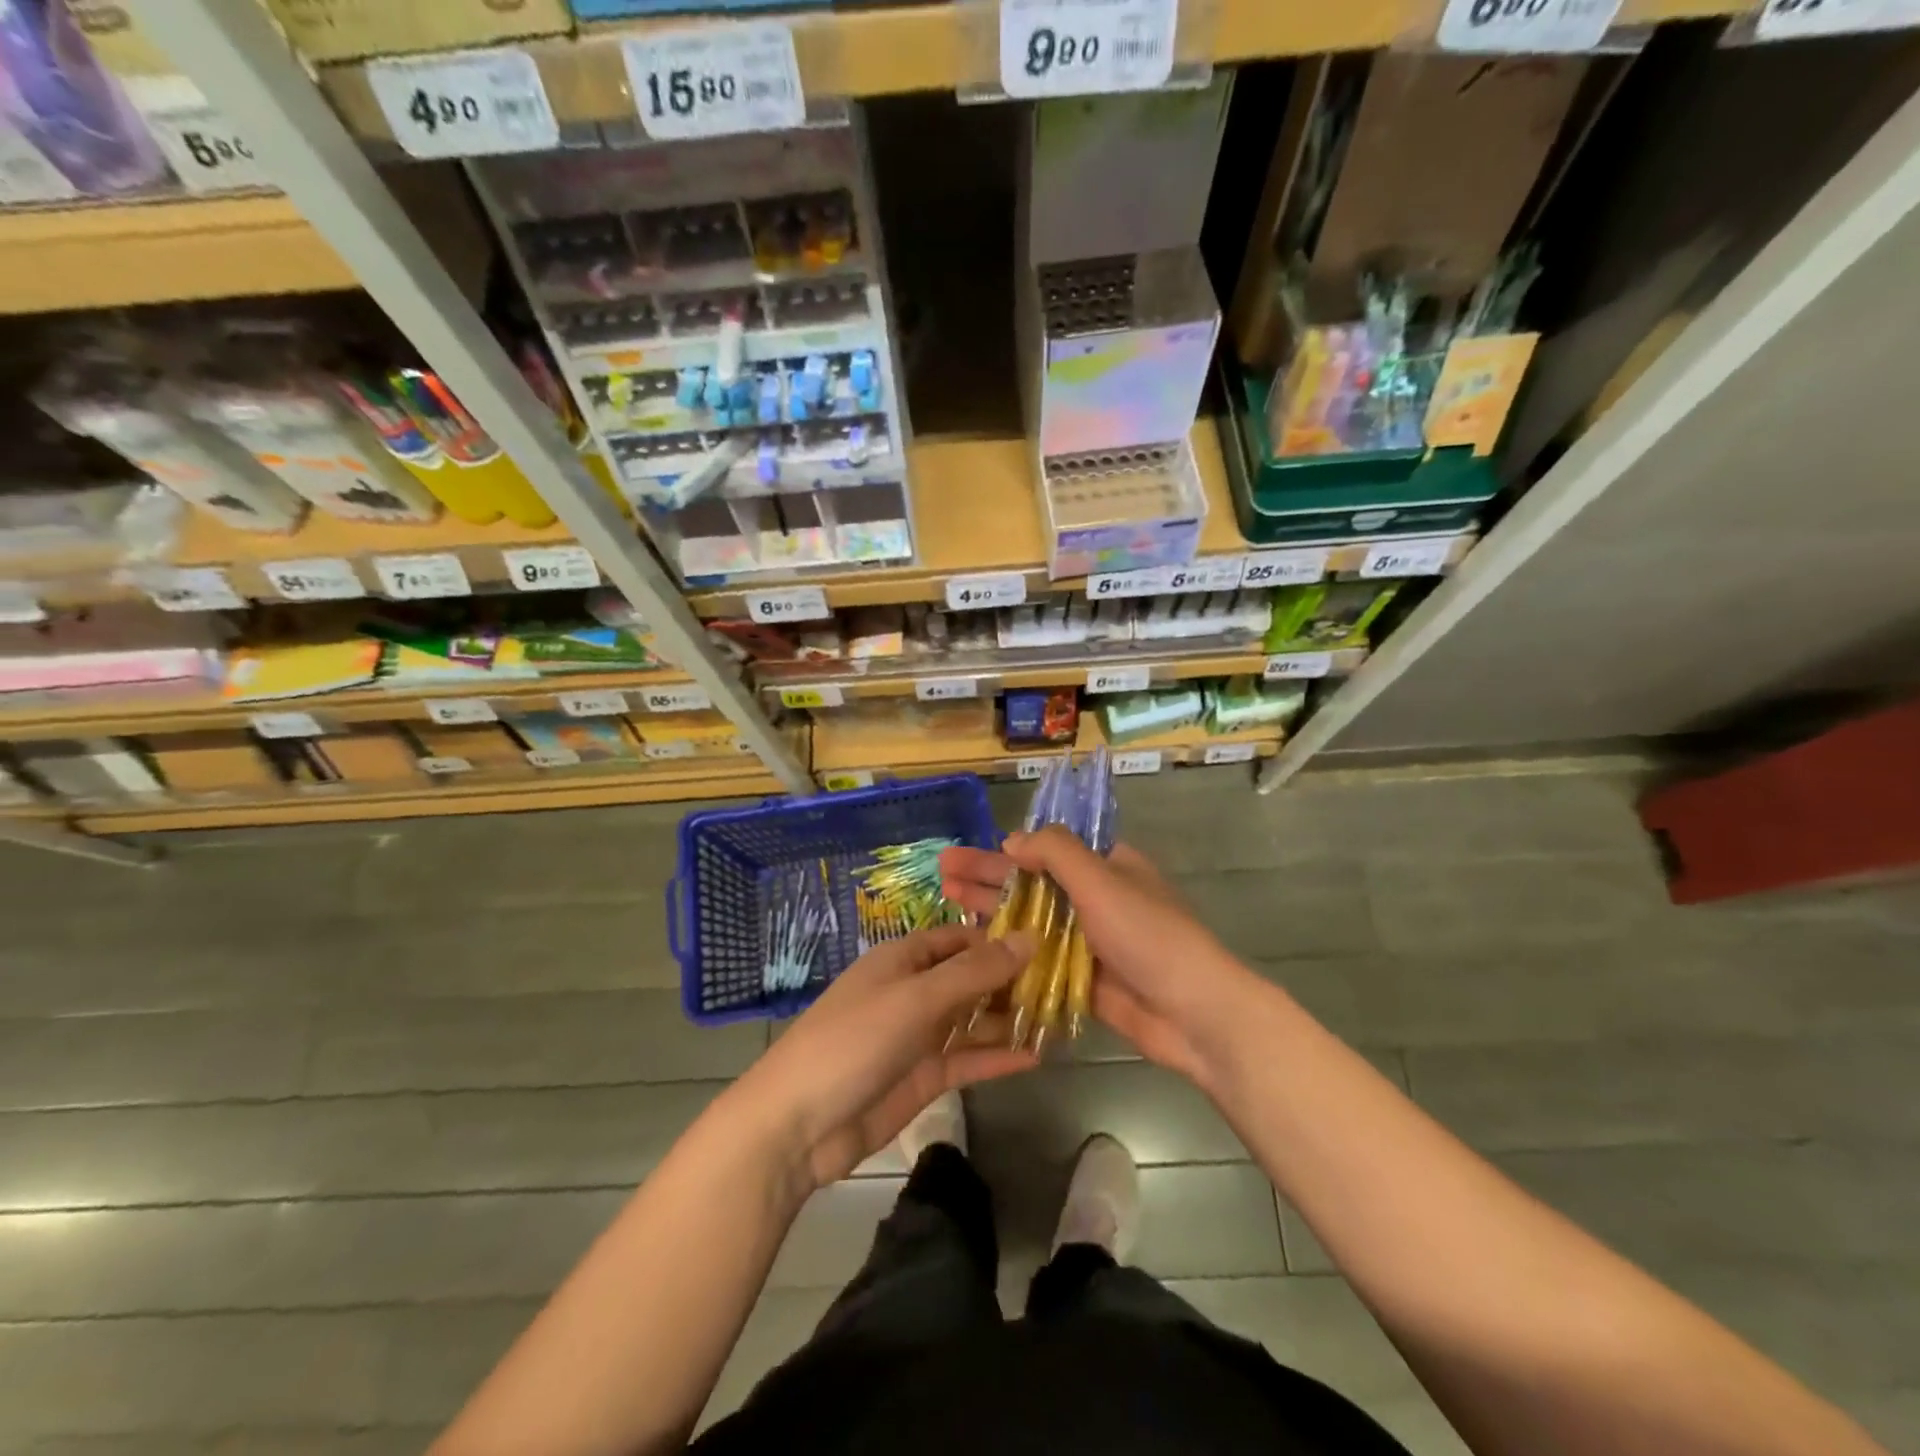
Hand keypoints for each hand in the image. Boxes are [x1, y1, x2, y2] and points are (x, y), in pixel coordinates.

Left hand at [731, 925, 1036, 1188]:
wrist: (797, 1126)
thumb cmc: (853, 1041)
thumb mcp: (915, 998)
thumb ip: (974, 972)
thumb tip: (1029, 938)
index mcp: (902, 959)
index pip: (958, 938)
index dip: (998, 938)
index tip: (1047, 941)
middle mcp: (913, 991)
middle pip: (970, 978)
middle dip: (1011, 979)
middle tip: (1065, 983)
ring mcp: (918, 1036)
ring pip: (972, 1019)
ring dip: (1008, 1018)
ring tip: (1060, 1017)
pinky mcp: (923, 1077)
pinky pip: (967, 1059)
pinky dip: (996, 1057)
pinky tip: (1036, 1055)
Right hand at [941, 828, 1256, 1091]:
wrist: (1194, 1013)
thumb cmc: (1148, 935)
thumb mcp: (1102, 880)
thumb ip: (1056, 853)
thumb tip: (1012, 841)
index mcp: (1106, 868)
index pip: (1046, 851)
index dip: (1005, 851)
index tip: (967, 855)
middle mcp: (1096, 900)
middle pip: (1032, 883)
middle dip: (987, 877)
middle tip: (941, 873)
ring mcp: (1088, 942)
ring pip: (1031, 921)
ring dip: (991, 911)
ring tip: (947, 901)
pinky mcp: (1082, 980)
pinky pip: (1039, 960)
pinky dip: (1009, 952)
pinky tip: (974, 950)